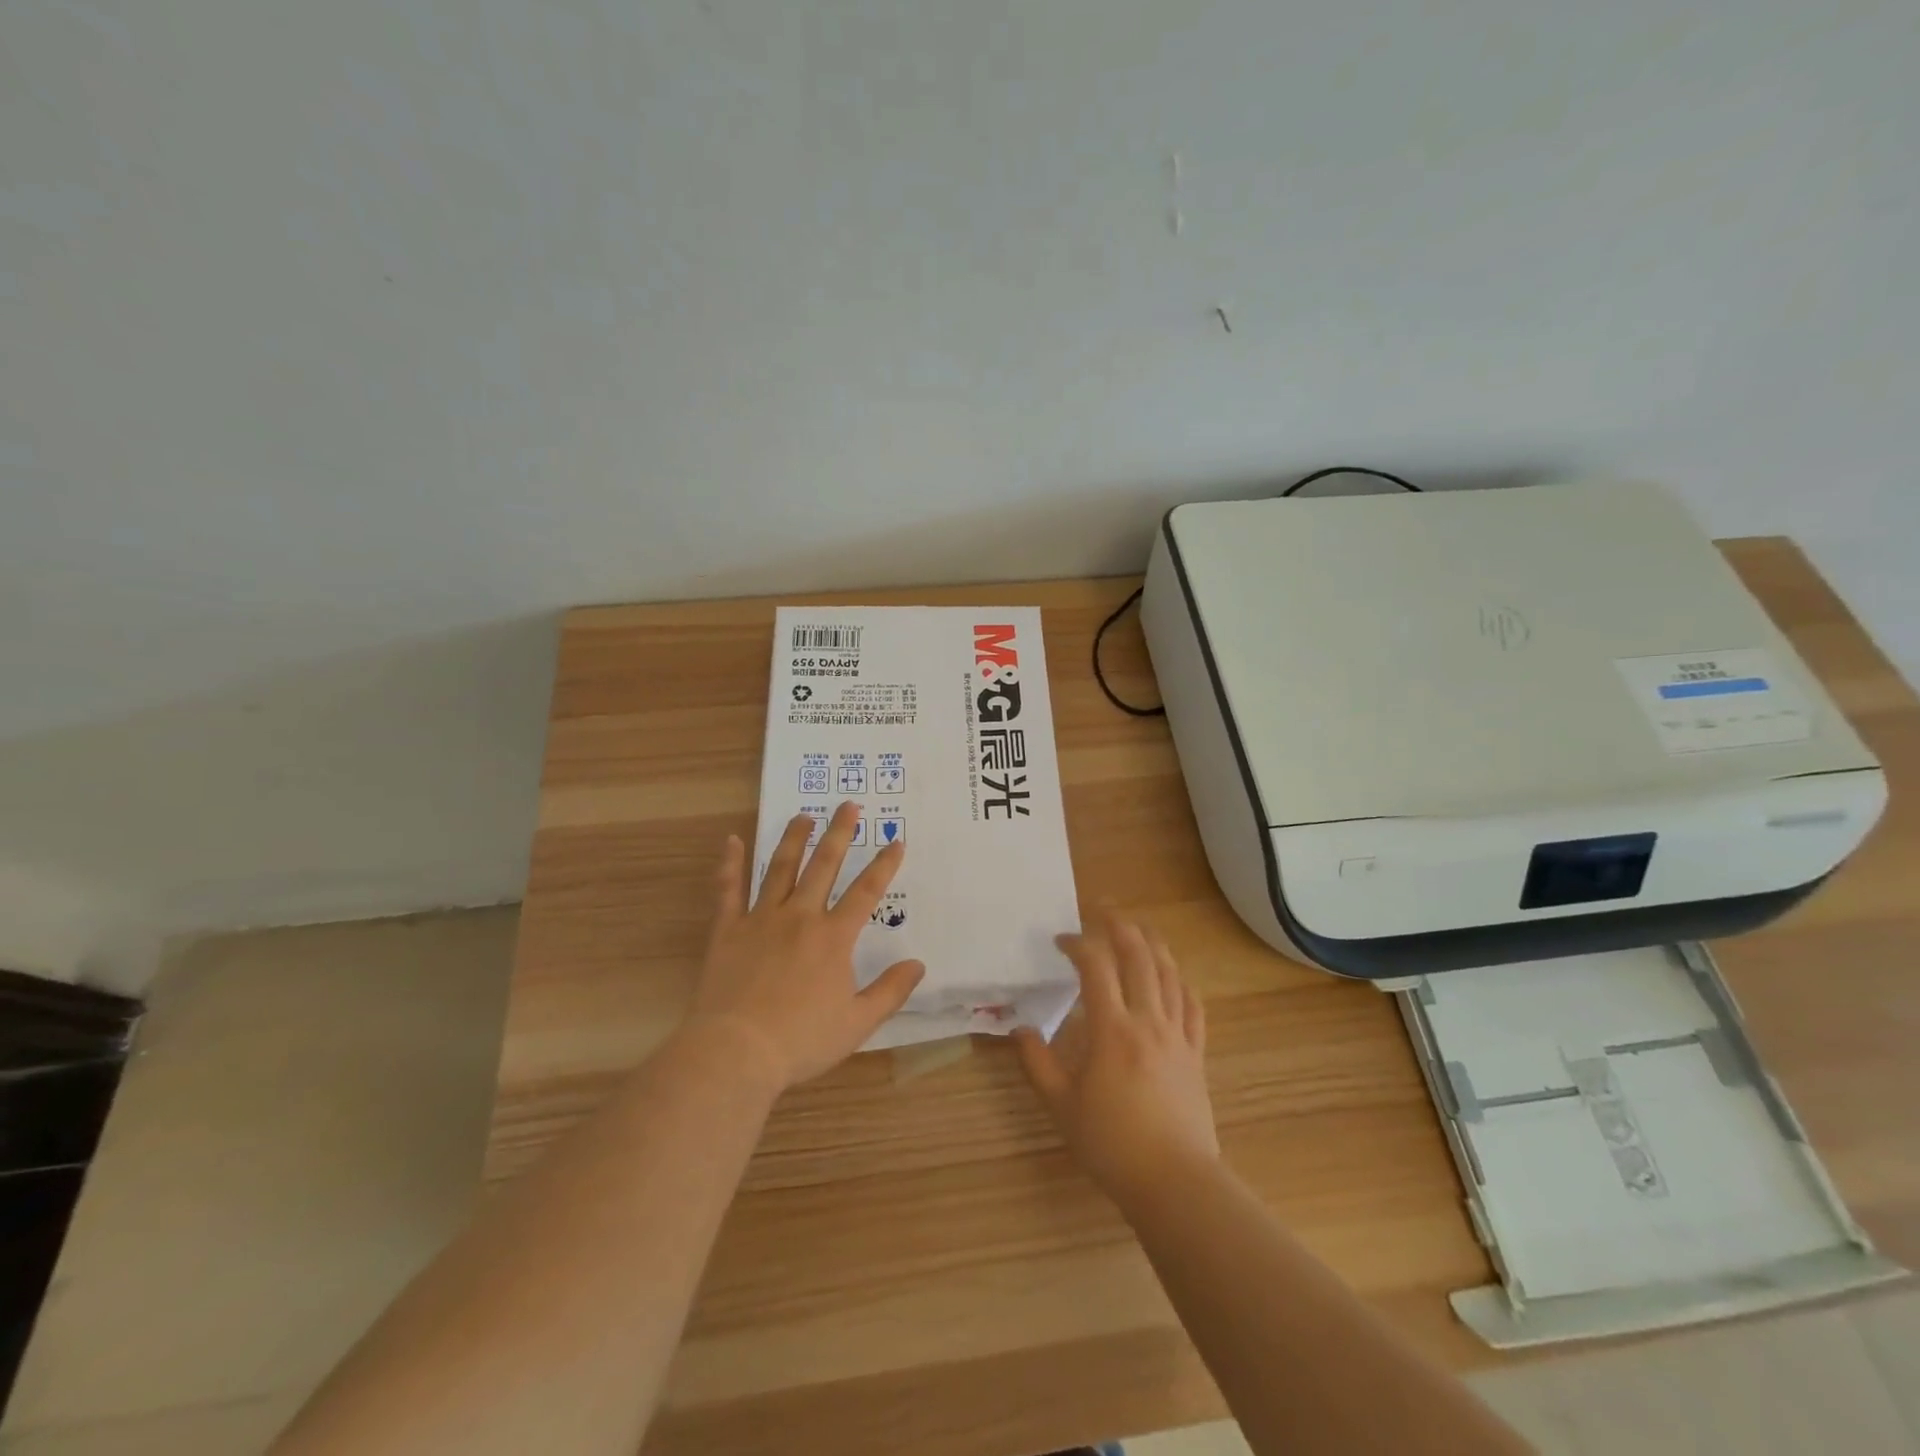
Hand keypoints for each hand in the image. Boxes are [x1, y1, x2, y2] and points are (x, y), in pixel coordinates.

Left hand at [687, 801, 924, 1090]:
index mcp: (834, 937)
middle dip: (840, 833)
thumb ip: (890, 991)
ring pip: (780, 869)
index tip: (896, 840)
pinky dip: (730, 863)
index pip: (866, 892)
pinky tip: (732, 840)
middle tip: (848, 805)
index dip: (884, 865)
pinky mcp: (728, 930)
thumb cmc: (802, 1039)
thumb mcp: (858, 1022)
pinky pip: (728, 889)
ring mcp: (761, 919)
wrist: (737, 1052)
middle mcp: (800, 917)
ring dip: (794, 839)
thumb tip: (918, 964)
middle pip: (824, 866)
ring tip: (804, 815)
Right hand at [1013, 910, 1216, 1204]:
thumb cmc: (1112, 1144)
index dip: (1078, 944)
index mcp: (1112, 1030)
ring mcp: (1177, 1035)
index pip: (1095, 967)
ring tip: (1138, 927)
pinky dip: (1181, 982)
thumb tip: (1018, 1029)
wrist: (1174, 1182)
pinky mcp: (1196, 1053)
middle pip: (1139, 956)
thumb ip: (1036, 1063)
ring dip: (1152, 943)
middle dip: (1119, 925)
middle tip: (1102, 909)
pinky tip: (1174, 976)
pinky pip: (1193, 1006)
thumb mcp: (1061, 1106)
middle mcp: (1148, 1021)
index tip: (1060, 940)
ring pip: (1169, 973)